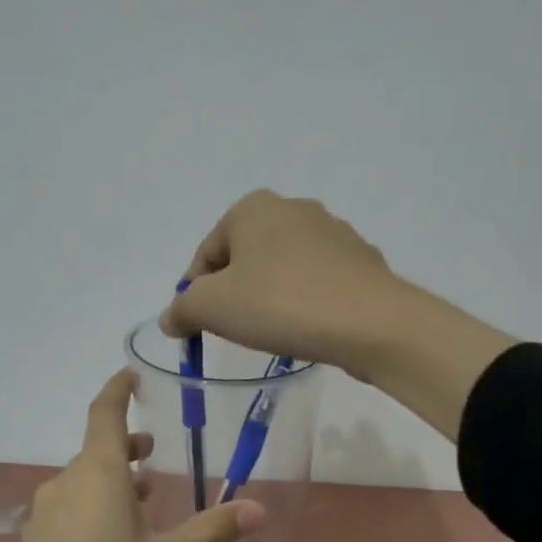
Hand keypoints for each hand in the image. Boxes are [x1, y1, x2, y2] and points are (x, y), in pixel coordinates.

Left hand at [0, 368, 264, 541]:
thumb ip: (213, 530)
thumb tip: (259, 507)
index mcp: (95, 476)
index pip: (104, 413)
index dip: (117, 390)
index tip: (130, 375)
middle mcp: (63, 487)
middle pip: (95, 452)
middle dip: (126, 447)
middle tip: (155, 451)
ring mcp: (42, 519)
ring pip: (82, 484)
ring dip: (113, 481)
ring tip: (145, 496)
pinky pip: (69, 511)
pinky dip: (95, 508)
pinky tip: (115, 541)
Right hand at [159, 191, 406, 381]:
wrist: (370, 323)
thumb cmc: (280, 304)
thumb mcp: (212, 307)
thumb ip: (182, 309)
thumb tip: (171, 318)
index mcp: (253, 208)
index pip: (206, 254)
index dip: (194, 294)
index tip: (198, 328)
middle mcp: (294, 208)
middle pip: (244, 258)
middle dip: (233, 294)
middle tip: (234, 331)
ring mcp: (333, 232)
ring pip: (282, 269)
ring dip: (269, 298)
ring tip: (273, 333)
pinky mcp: (361, 261)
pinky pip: (316, 283)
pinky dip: (304, 302)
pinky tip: (307, 328)